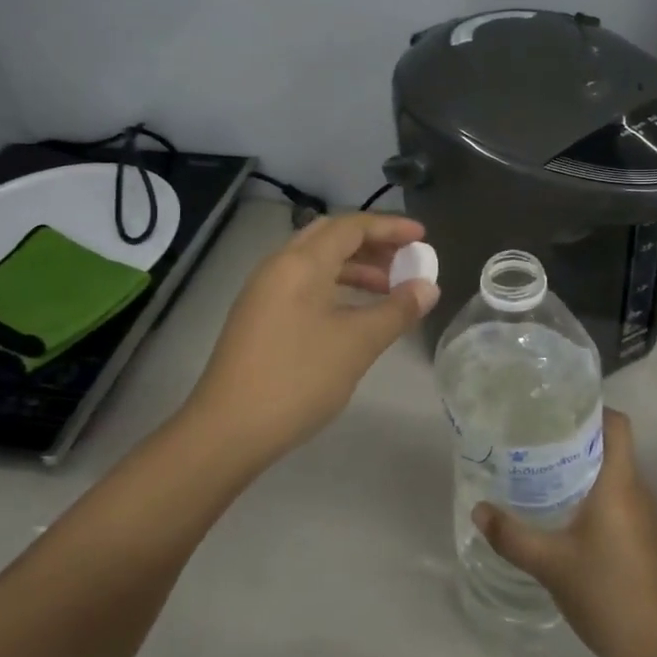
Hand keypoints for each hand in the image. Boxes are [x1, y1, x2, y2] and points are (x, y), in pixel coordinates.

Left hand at [183, 213, 439, 462]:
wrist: (227, 430)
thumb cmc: (297, 378)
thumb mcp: (357, 343)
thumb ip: (396, 311)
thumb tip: (428, 287)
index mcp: (301, 263)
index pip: (351, 226)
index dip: (390, 228)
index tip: (423, 236)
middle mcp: (278, 266)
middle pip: (330, 238)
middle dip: (372, 244)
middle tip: (406, 260)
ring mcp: (264, 292)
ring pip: (316, 263)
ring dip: (354, 268)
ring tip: (389, 289)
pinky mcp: (259, 317)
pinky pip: (304, 285)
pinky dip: (335, 287)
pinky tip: (354, 314)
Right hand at [473, 409, 656, 656]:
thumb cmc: (608, 594)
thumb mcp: (551, 564)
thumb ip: (512, 535)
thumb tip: (478, 509)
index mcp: (619, 483)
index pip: (617, 424)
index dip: (592, 409)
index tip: (556, 410)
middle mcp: (638, 491)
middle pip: (612, 446)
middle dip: (577, 438)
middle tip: (537, 439)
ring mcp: (648, 518)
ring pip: (616, 475)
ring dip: (585, 469)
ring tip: (544, 471)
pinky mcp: (649, 541)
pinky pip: (620, 501)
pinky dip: (595, 496)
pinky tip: (567, 515)